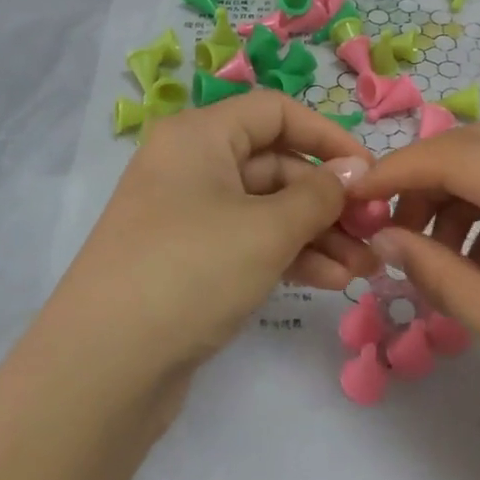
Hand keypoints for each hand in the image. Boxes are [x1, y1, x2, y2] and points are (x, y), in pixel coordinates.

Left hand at [40, 93, 376, 394]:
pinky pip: (250, 244)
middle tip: (375, 234)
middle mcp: (191, 167)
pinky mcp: (191, 261)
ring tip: (365, 269)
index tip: (370, 174)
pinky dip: (290, 257)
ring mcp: (189, 217)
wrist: (104, 366)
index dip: (328, 138)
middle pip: (276, 166)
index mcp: (199, 137)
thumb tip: (354, 170)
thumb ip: (319, 194)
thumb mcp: (266, 229)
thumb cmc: (191, 271)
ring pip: (267, 211)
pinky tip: (331, 281)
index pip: (276, 113)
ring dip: (318, 235)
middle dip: (329, 201)